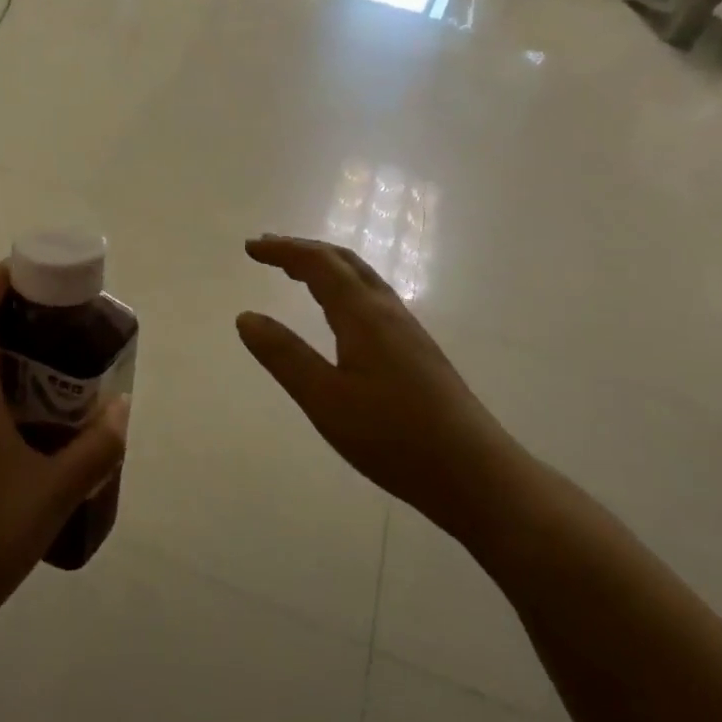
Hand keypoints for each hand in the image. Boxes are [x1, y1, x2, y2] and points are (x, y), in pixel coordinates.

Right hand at [236, 235, 523, 538]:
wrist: (475, 473)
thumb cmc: (393, 437)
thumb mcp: (325, 400)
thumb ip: (284, 356)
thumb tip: (246, 317)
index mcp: (363, 315)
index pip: (318, 264)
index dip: (283, 250)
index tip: (249, 247)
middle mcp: (388, 312)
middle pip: (344, 262)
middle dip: (304, 250)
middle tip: (268, 249)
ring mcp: (408, 331)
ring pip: (362, 279)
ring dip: (326, 267)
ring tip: (296, 272)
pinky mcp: (418, 351)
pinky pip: (373, 299)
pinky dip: (344, 288)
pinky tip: (340, 313)